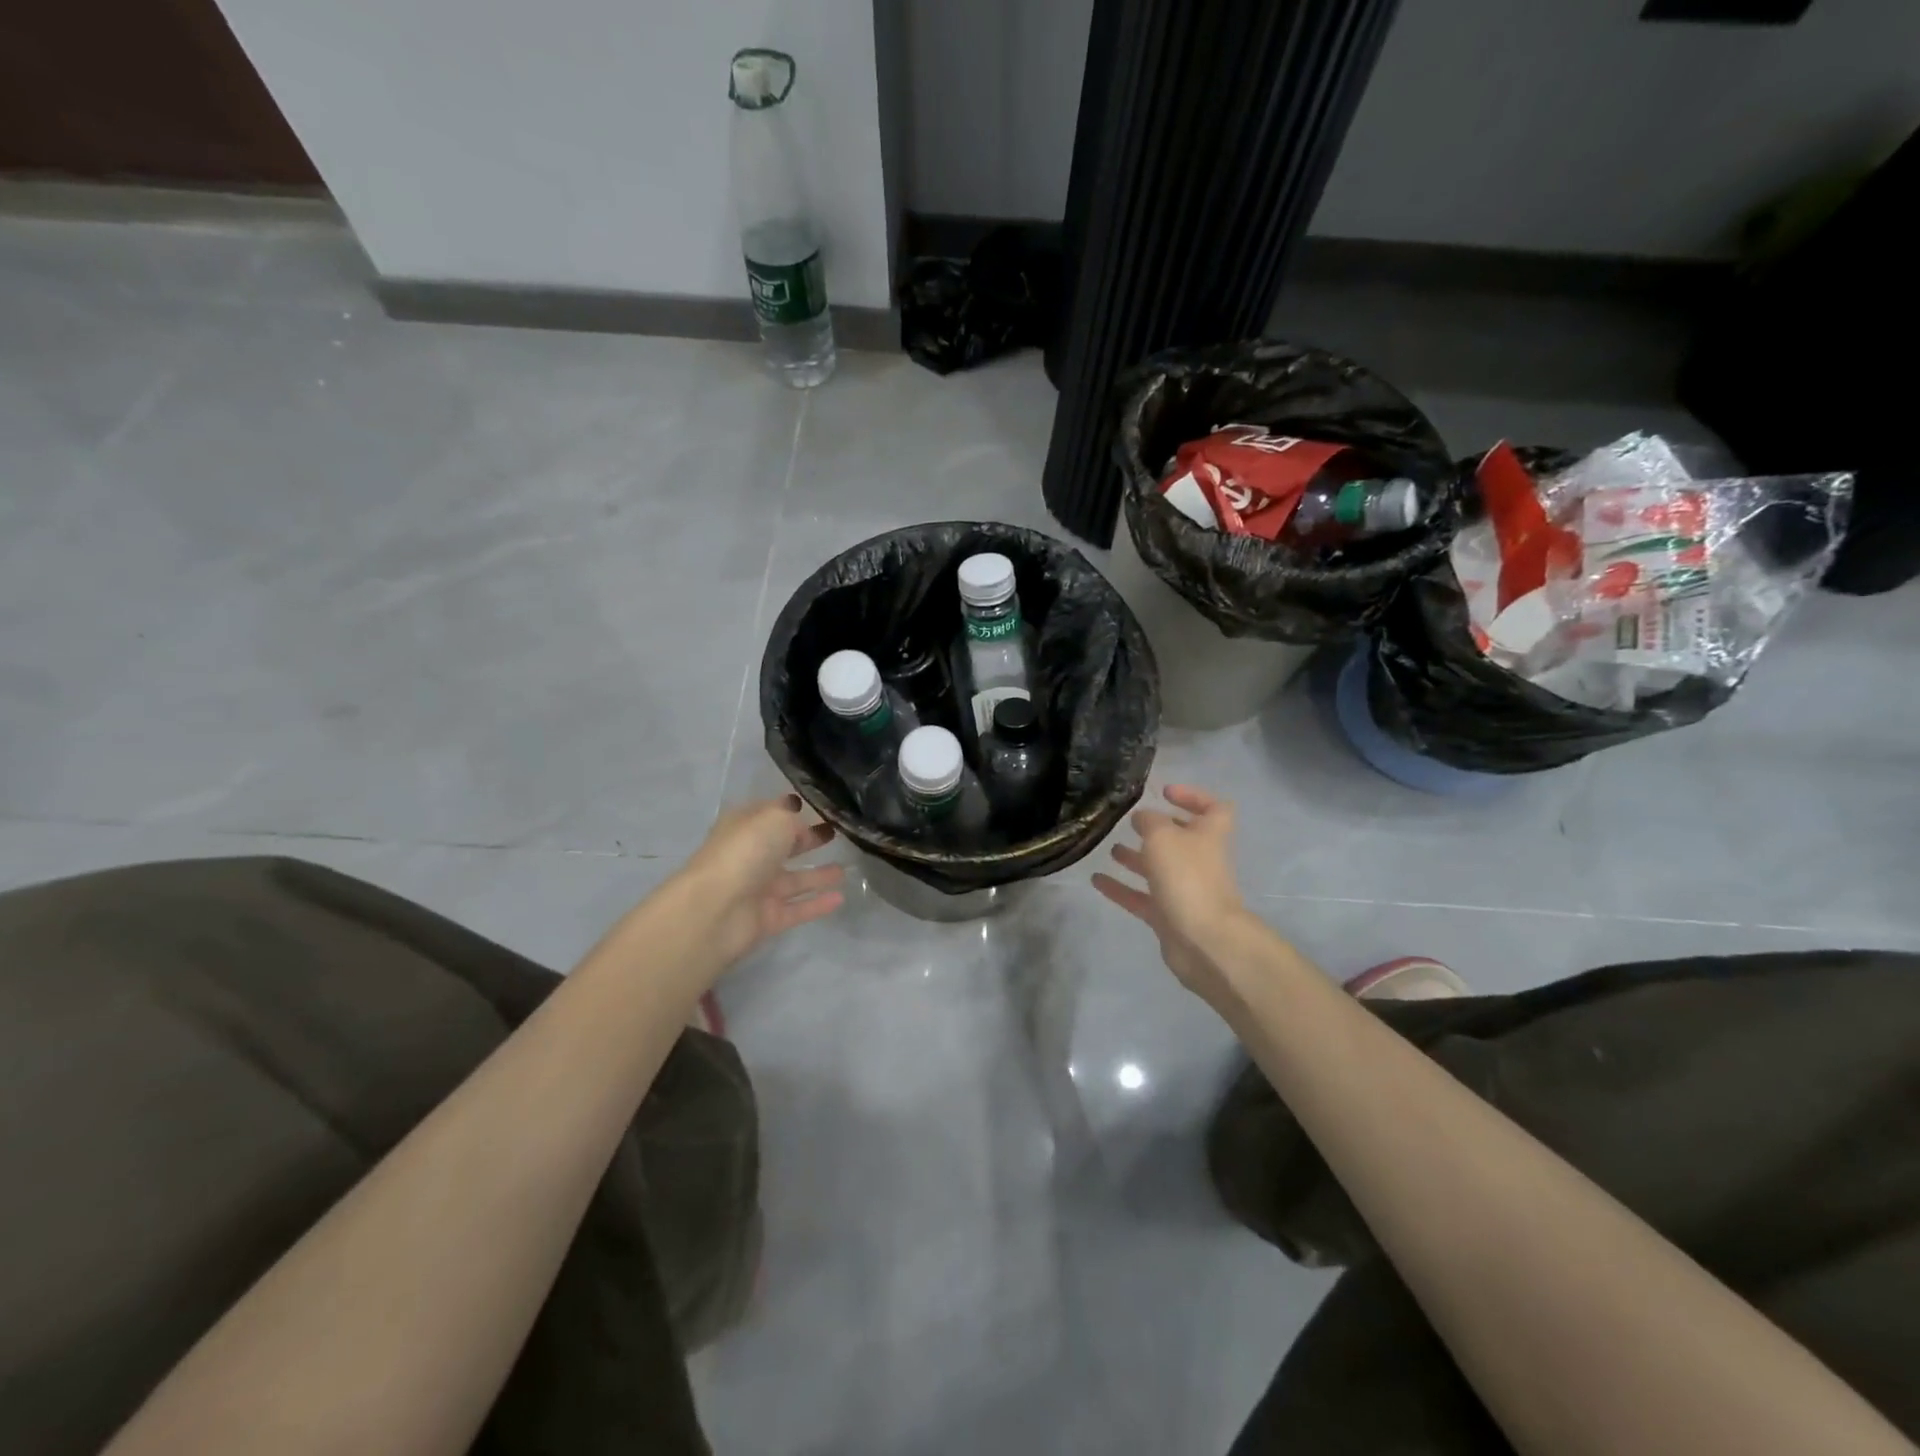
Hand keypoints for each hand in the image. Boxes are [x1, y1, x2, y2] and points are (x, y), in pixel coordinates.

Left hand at [679, 796, 844, 965]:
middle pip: (783, 846)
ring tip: (846, 869)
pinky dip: (818, 904)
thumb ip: (793, 818)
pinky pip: (798, 909)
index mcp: (745, 827)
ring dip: (818, 874)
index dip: (792, 809)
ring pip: (794, 879)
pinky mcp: (767, 918)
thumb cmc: (745, 852)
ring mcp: (758, 889)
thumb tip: (803, 822)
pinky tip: (841, 898)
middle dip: (807, 839)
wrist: (715, 910)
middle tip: (835, 834)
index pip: (771, 814)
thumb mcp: (775, 819)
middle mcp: (751, 856)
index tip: (819, 806)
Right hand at [1092, 785, 1249, 1003]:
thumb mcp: (1163, 836)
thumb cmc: (1187, 877)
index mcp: (1209, 835)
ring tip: (1110, 847)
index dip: (1193, 796)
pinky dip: (1121, 888)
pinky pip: (1141, 897)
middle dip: (1158, 829)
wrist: (1203, 940)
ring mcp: (1185, 890)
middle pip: (1183, 839)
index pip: (1214, 808)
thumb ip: (1150, 821)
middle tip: (1132, 821)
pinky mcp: (1168, 916)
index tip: (1164, 792)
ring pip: (1159, 868)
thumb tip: (1142, 818)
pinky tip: (1096, 880)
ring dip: (1137, 857)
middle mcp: (1200, 860)